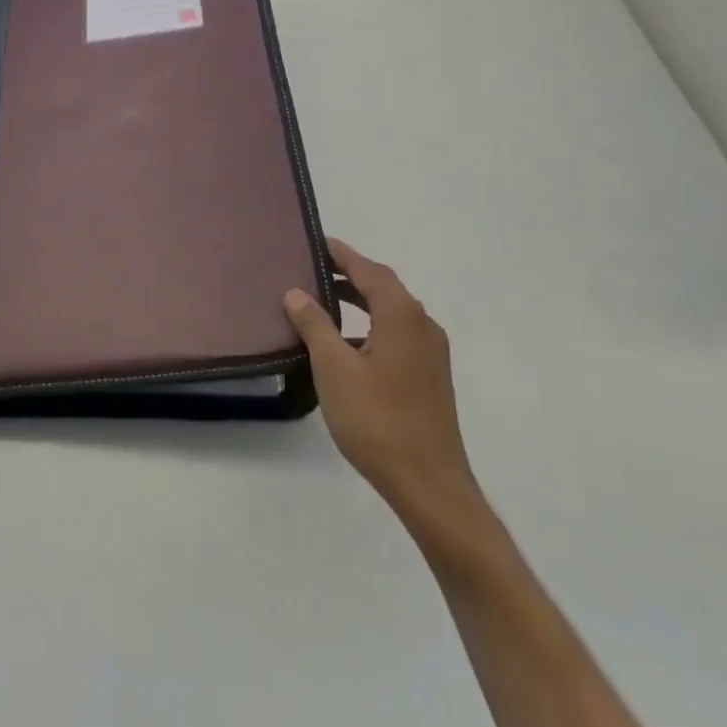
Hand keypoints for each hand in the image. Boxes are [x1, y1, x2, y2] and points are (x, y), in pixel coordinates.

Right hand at [284, 238, 488, 538]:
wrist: (428, 484)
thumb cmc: (377, 419)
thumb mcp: (333, 367)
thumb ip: (315, 324)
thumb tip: (296, 292)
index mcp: (401, 314)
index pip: (368, 269)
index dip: (341, 254)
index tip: (316, 242)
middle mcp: (422, 325)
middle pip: (383, 287)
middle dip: (349, 274)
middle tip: (313, 269)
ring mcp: (431, 353)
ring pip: (391, 312)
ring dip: (360, 301)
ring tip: (324, 302)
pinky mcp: (430, 377)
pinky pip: (397, 334)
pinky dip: (370, 327)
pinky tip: (346, 346)